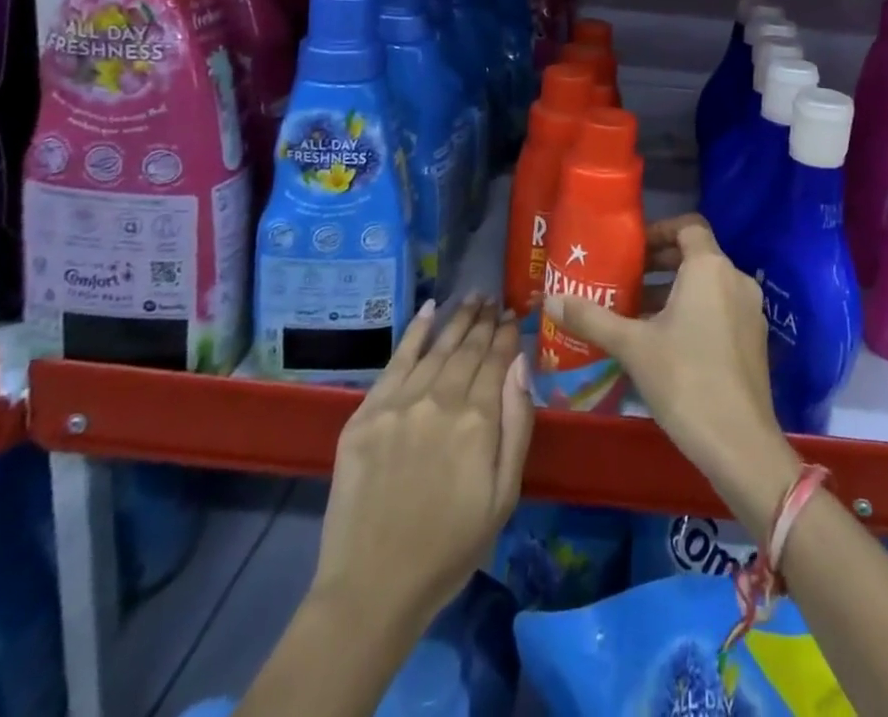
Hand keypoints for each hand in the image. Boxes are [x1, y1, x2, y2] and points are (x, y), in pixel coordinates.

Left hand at [311, 296, 533, 625]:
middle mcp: (440, 400)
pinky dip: (414, 333)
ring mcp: (399, 404)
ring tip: (471, 298)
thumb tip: (521, 364)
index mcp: (478, 420)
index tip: (513, 314)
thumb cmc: (450, 547)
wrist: (372, 589)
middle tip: (493, 298)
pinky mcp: (366, 414)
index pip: (497, 360)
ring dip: (456, 320)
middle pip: (467, 348)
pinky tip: (428, 310)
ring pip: (436, 348)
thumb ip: (517, 423)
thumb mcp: (504, 495)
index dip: (506, 335)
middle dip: (484, 320)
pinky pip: (395, 362)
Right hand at [546, 215, 801, 525]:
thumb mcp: (632, 346)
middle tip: (625, 280)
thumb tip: (550, 300)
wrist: (739, 442)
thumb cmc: (684, 379)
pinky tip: (665, 342)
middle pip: (697, 254)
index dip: (659, 231)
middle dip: (661, 264)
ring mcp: (750, 309)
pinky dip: (694, 311)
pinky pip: (721, 308)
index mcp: (710, 268)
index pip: (688, 226)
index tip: (631, 250)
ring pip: (708, 285)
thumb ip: (592, 319)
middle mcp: (735, 278)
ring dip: (674, 291)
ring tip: (636, 313)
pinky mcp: (755, 339)